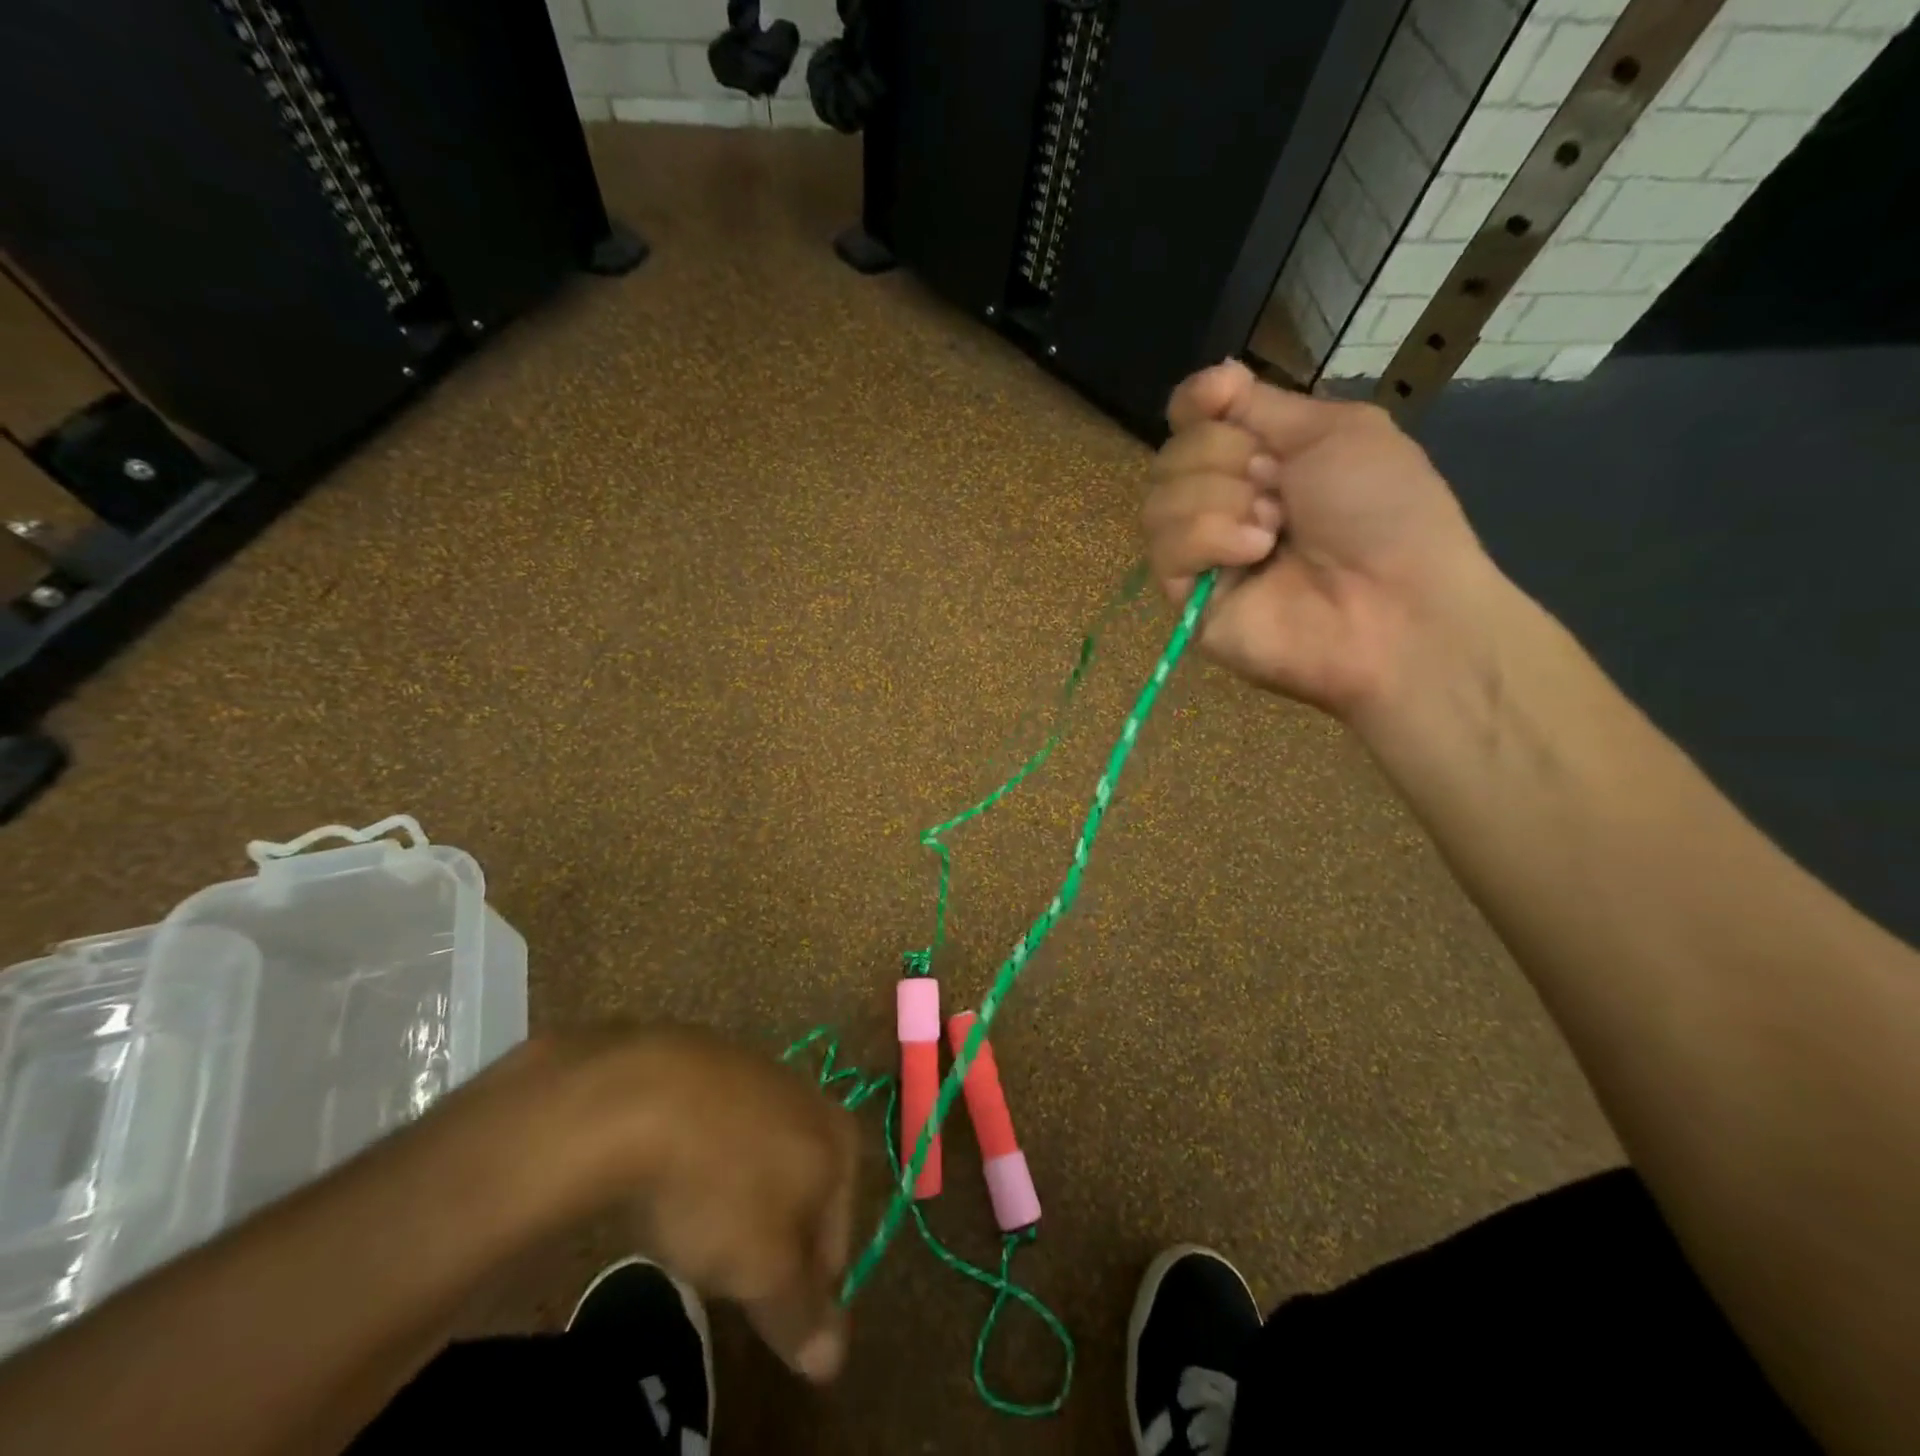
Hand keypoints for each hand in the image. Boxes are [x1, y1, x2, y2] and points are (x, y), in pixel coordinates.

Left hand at [564, 1026, 857, 1381]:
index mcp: (841, 1144)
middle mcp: (814, 1101)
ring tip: (689, 1221)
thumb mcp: (763, 1269)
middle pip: (801, 1196)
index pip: (837, 1244)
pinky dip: (702, 1158)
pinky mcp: (714, 1061)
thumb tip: (833, 1360)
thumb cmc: (720, 1186)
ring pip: (759, 1160)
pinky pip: (719, 1129)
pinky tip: (667, 1174)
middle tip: (720, 1266)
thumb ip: (801, 1314)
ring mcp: (763, 1073)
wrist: (645, 1093)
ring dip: (734, 1197)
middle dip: (768, 1238)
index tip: (757, 1311)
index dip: (801, 1292)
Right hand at [1142, 361, 1490, 717]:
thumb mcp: (1338, 431)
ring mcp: (1201, 554)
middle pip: (1170, 453)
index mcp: (1258, 460)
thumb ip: (1265, 405)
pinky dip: (1211, 538)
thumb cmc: (1384, 513)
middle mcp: (1220, 503)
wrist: (1395, 604)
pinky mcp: (1186, 599)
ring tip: (1274, 529)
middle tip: (1280, 487)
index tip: (1221, 397)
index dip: (1195, 402)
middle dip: (1226, 457)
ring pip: (1158, 499)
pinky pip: (1166, 547)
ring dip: (1222, 499)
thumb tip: (1212, 377)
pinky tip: (1255, 553)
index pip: (1190, 420)